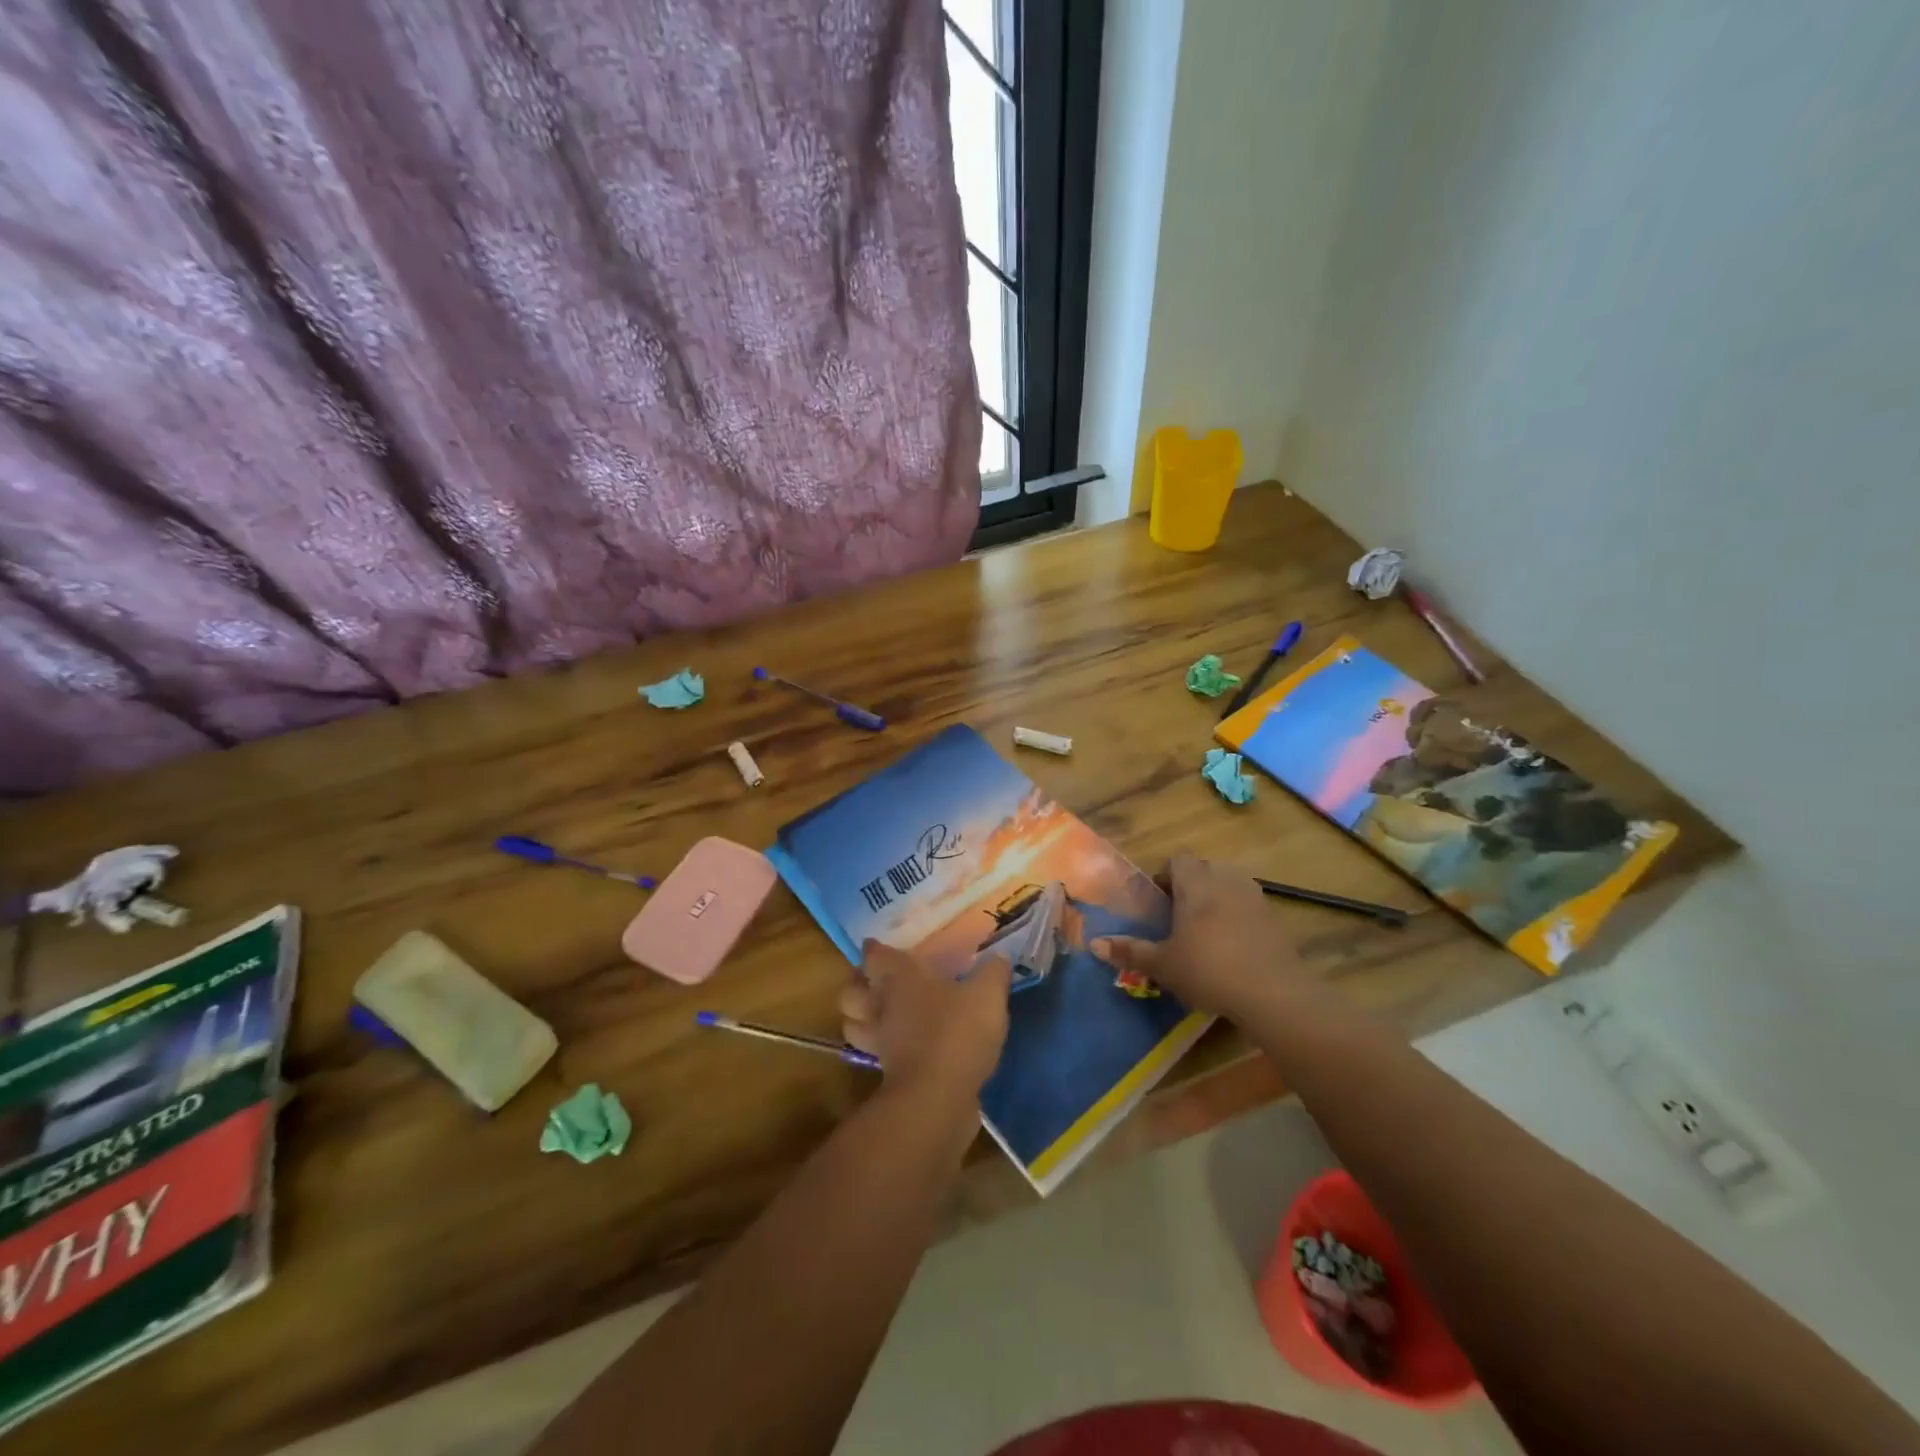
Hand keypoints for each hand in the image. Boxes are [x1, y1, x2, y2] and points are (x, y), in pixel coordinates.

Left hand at [840, 942, 1010, 1102]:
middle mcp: (881, 1006)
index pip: (874, 955)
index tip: (876, 945)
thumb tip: (999, 958)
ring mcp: (879, 1042)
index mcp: (900, 978)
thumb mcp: (988, 995)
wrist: (938, 1098)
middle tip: (873, 981)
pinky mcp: (887, 1074)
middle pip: (850, 992)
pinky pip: (873, 1054)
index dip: (874, 949)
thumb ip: (993, 973)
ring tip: (877, 1014)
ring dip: (859, 1019)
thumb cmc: (957, 1033)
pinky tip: (901, 1046)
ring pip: (853, 1024)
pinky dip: (880, 1049)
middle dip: (857, 985)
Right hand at [1092, 855, 1304, 1019]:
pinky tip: (1233, 945)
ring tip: (1206, 929)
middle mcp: (1225, 880)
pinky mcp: (1274, 917)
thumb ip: (1130, 951)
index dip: (1166, 875)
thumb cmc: (1208, 970)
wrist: (1273, 993)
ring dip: (1217, 897)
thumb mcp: (1163, 965)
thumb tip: (1094, 944)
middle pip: (1205, 868)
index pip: (1178, 860)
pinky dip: (1239, 915)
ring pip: (1230, 883)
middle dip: (1191, 885)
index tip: (1159, 902)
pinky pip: (1249, 904)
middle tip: (1179, 915)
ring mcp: (1254, 896)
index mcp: (1195, 883)